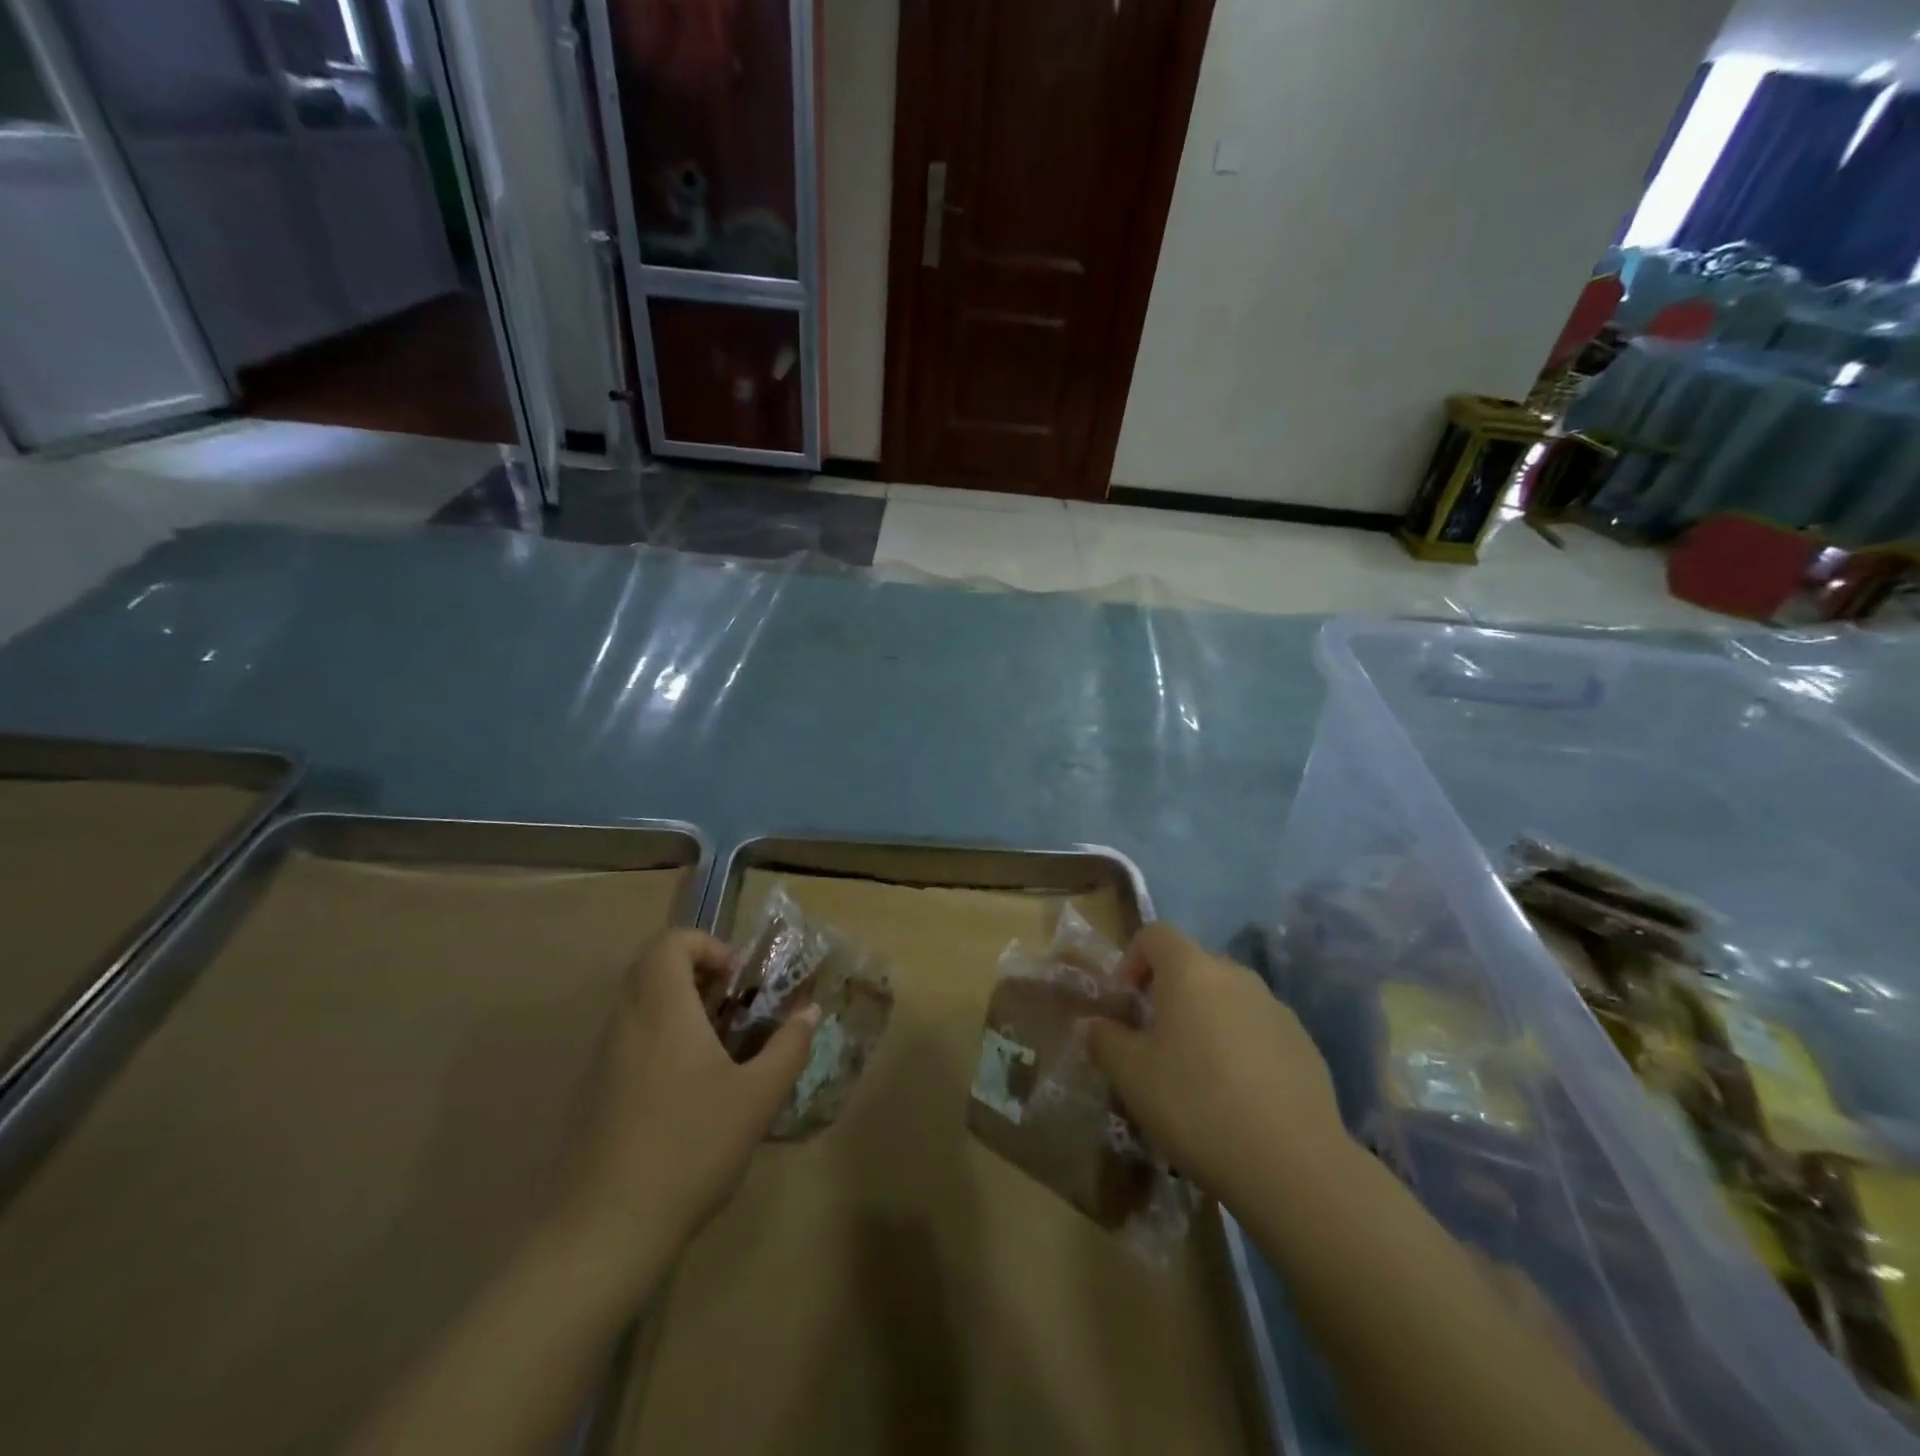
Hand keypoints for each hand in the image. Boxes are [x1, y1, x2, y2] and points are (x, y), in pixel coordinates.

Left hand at [557, 929, 818, 1269]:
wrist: (607, 1230)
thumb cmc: (690, 1147)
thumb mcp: (758, 1097)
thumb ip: (788, 1047)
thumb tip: (810, 1012)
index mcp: (662, 1010)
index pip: (670, 943)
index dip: (708, 946)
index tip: (739, 980)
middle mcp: (626, 1024)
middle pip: (652, 968)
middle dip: (697, 975)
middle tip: (733, 1007)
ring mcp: (603, 1060)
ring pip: (639, 1006)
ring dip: (679, 1008)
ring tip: (719, 1048)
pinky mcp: (594, 1094)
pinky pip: (629, 1041)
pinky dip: (660, 1040)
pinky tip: (688, 1090)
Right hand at [1088, 923, 1349, 1210]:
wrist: (1293, 1164)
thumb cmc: (1196, 1104)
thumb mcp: (1131, 1076)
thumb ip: (1105, 1040)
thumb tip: (1095, 1025)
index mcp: (1191, 971)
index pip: (1155, 935)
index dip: (1131, 960)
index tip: (1124, 1003)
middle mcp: (1236, 976)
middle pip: (1192, 967)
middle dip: (1167, 995)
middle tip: (1153, 1043)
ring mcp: (1276, 1008)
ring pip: (1227, 1000)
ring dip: (1205, 1022)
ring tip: (1196, 1075)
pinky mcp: (1304, 1045)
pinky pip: (1258, 1030)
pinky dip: (1240, 1048)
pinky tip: (1237, 1098)